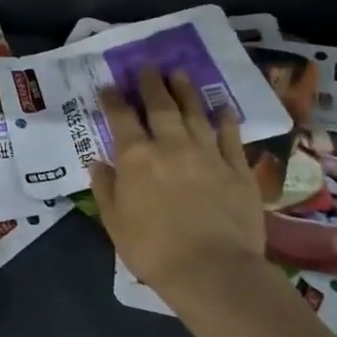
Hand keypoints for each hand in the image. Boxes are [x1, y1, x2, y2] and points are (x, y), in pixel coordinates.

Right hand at [91, 67, 266, 292]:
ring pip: (195, 113)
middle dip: (151, 84)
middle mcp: (171, 146)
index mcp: (135, 157)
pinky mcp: (237, 169)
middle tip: (148, 66)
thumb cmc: (153, 250)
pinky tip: (222, 107)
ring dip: (186, 91)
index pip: (120, 118)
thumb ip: (105, 188)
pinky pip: (230, 136)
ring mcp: (207, 154)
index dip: (114, 99)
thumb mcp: (114, 222)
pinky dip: (225, 119)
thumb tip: (98, 163)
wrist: (213, 271)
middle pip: (160, 106)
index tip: (110, 85)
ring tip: (179, 73)